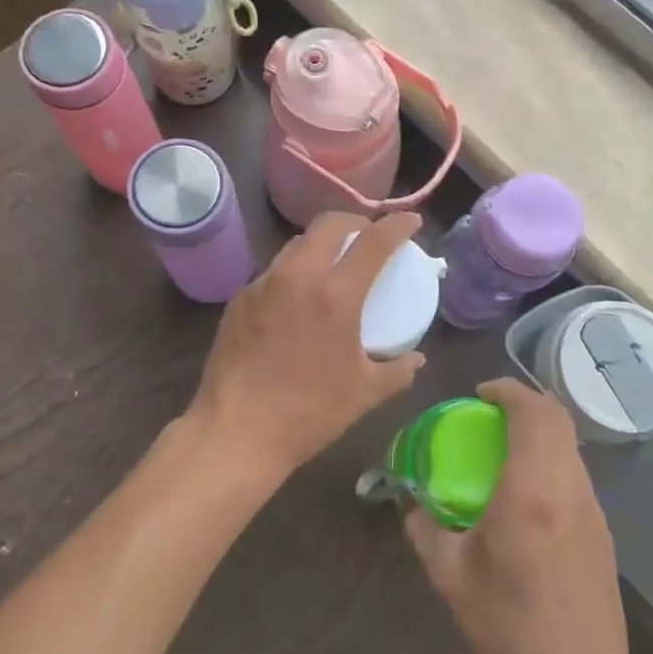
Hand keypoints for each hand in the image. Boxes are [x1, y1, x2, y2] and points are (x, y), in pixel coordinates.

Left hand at [189, 212, 425, 487]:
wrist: (235, 432)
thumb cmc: (308, 413)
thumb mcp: (364, 393)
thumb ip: (397, 370)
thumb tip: (417, 359)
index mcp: (335, 294)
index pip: (373, 241)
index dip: (397, 225)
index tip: (411, 222)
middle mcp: (297, 276)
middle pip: (329, 224)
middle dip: (355, 222)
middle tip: (369, 235)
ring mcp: (263, 284)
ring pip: (297, 244)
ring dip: (322, 243)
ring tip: (334, 263)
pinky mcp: (239, 298)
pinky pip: (274, 271)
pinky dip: (295, 270)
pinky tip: (299, 297)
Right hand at [404, 378, 642, 653]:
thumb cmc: (510, 629)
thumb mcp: (451, 577)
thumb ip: (425, 528)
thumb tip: (410, 501)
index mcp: (531, 490)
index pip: (532, 411)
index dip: (507, 390)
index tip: (479, 394)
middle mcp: (568, 487)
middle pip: (557, 417)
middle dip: (524, 403)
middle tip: (488, 414)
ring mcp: (592, 508)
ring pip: (570, 443)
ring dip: (539, 430)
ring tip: (503, 449)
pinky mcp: (602, 530)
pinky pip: (574, 471)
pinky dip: (550, 458)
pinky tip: (525, 492)